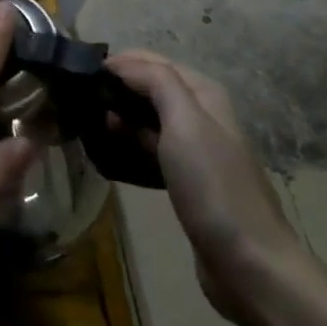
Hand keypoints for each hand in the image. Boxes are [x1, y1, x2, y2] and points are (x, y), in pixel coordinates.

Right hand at [106, 52, 308, 325]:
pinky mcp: (186, 180)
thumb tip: (120, 63)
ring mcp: (195, 150)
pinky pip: (150, 149)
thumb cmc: (214, 186)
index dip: (119, 61)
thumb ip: (156, 82)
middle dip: (116, 87)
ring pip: (148, 118)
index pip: (153, 61)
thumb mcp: (185, 123)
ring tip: (85, 121)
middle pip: (150, 88)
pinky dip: (128, 143)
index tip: (80, 71)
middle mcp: (201, 116)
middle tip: (76, 96)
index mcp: (205, 95)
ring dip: (119, 116)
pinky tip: (107, 151)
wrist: (249, 264)